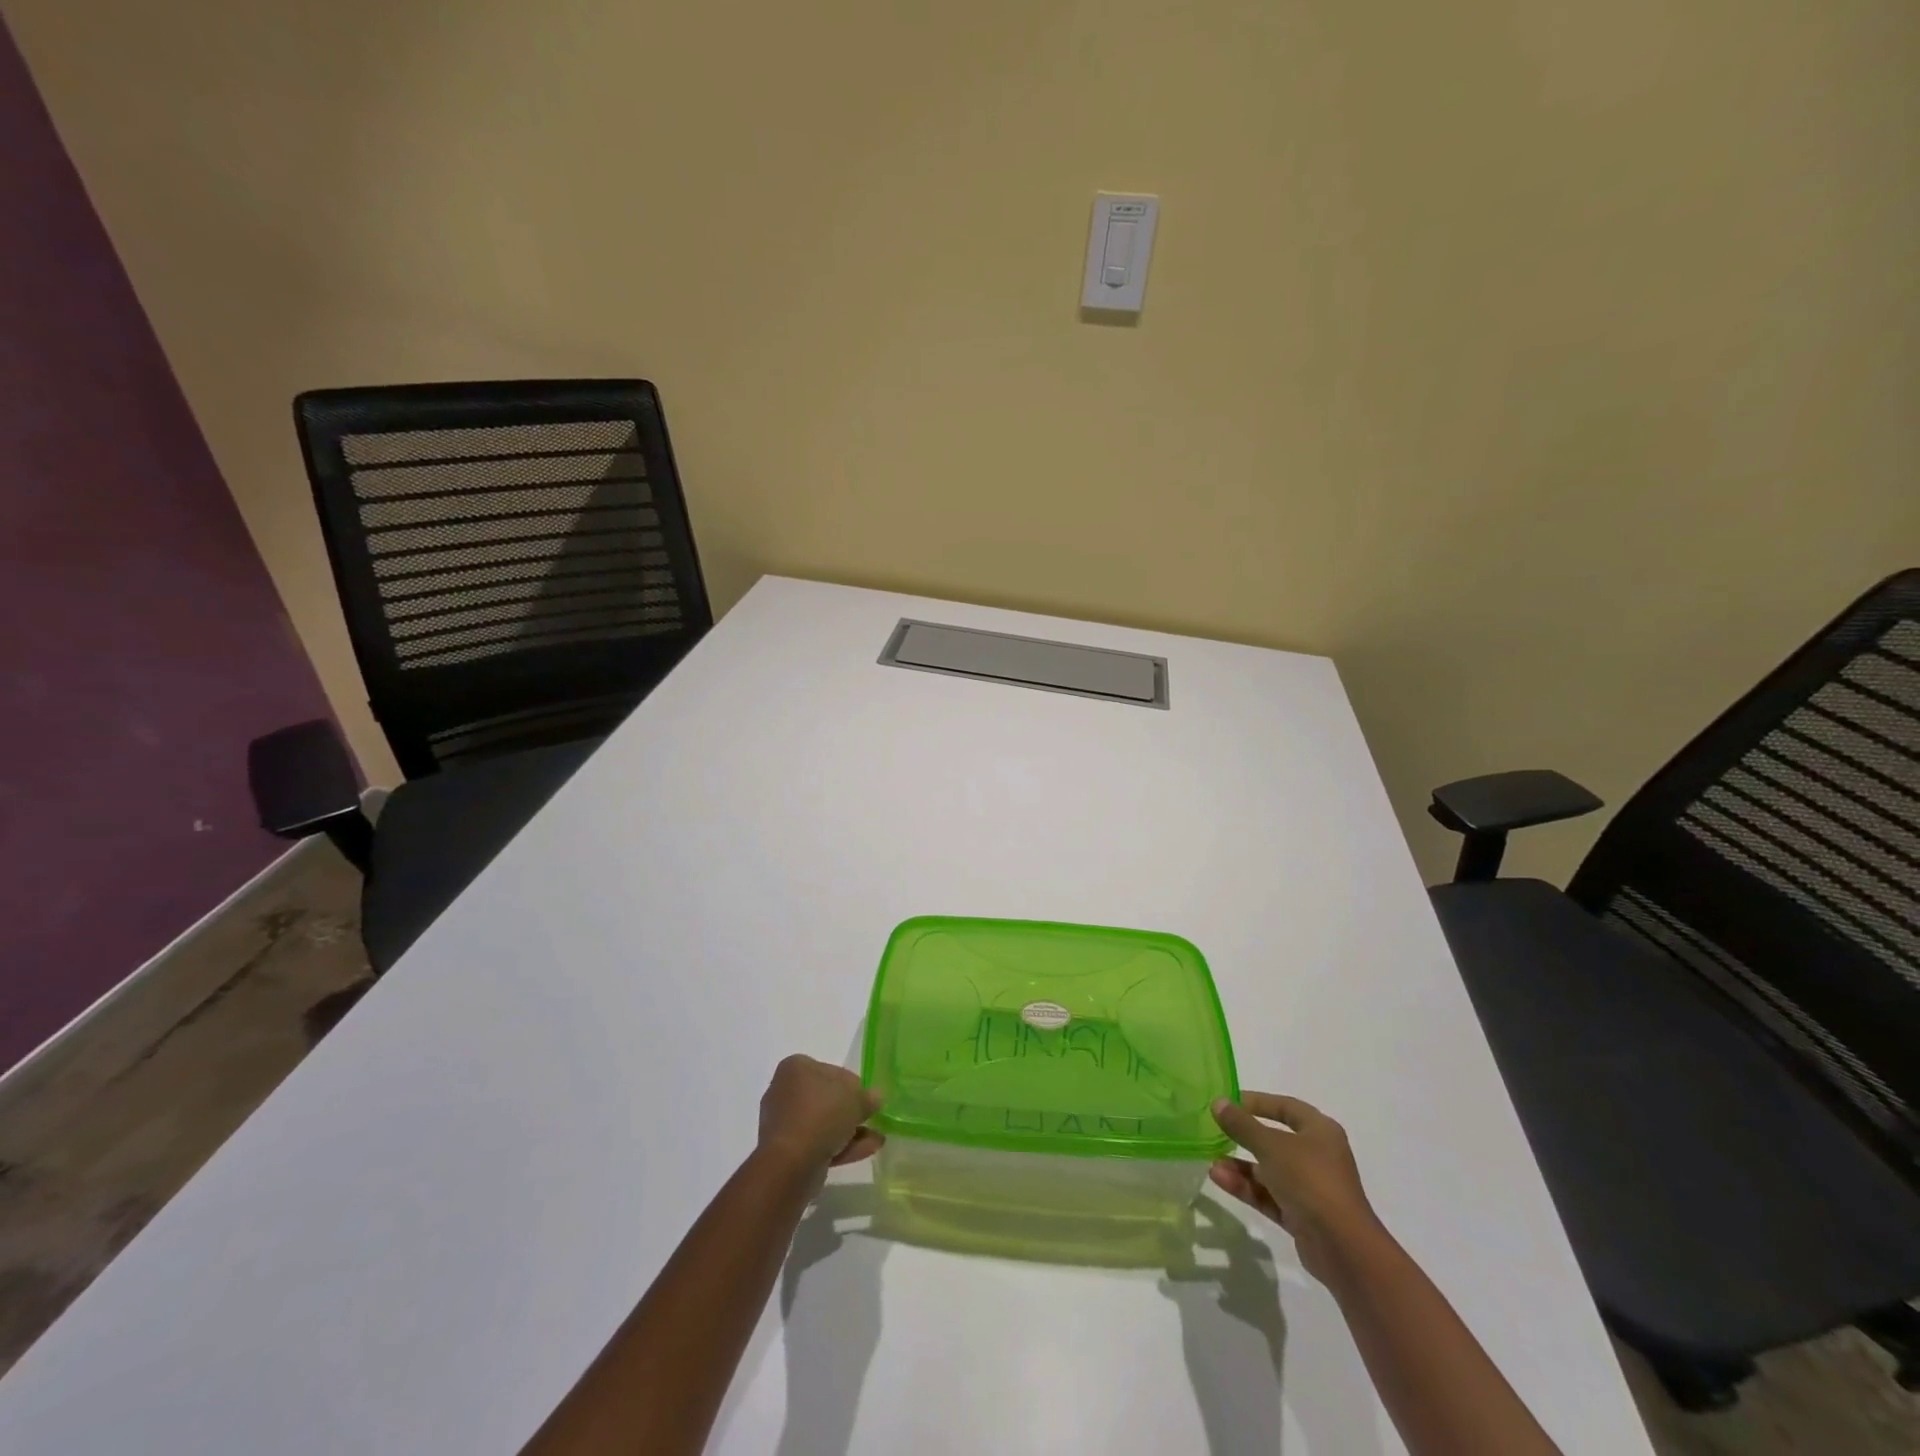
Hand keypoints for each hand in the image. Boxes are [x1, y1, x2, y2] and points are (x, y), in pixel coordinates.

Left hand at [756, 1055, 883, 1178]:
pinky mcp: (786, 1152)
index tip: (868, 1098)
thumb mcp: (855, 1098)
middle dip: (850, 1110)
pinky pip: (818, 1143)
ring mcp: (784, 1123)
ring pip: (823, 1123)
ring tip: (877, 1139)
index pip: (831, 1071)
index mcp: (796, 1068)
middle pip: (826, 1098)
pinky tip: (866, 1150)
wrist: (790, 1163)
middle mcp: (785, 1091)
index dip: (853, 1084)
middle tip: (872, 1118)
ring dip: (849, 1130)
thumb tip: (875, 1097)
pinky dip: (840, 1146)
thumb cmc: (822, 1114)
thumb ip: (868, 1097)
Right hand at [1210, 1093, 1382, 1281]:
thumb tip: (1218, 1102)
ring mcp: (1310, 1188)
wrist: (1343, 1248)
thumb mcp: (1271, 1146)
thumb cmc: (1310, 1180)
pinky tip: (1220, 1179)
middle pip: (1275, 1140)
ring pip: (1269, 1170)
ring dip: (1241, 1167)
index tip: (1229, 1102)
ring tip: (1212, 1163)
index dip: (1257, 1102)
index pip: (1286, 1107)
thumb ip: (1242, 1125)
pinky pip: (1269, 1195)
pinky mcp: (1301, 1216)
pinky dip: (1247, 1188)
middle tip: (1216, 1131)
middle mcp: (1317, 1156)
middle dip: (1245, 1137)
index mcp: (1320, 1131)